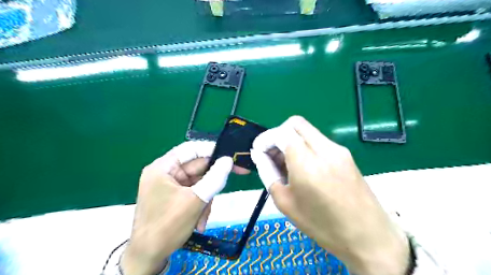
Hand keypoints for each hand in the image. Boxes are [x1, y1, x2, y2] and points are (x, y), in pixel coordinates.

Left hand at [121, 141, 238, 274]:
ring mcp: (170, 186)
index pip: (191, 149)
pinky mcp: (174, 197)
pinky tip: (199, 221)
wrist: (148, 257)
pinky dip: (200, 204)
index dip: (211, 150)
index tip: (230, 155)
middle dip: (211, 182)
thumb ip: (215, 178)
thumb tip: (228, 160)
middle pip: (197, 167)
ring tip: (204, 216)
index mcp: (163, 167)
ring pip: (199, 182)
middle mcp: (165, 173)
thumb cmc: (167, 226)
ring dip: (206, 198)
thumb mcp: (195, 200)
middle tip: (232, 180)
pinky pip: (194, 193)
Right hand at [251, 116, 408, 273]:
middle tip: (272, 154)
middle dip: (278, 134)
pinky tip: (304, 168)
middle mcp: (324, 148)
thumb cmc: (322, 225)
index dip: (265, 139)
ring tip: (286, 164)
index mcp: (307, 162)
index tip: (258, 151)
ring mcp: (338, 149)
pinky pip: (319, 141)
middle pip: (295, 124)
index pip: (280, 132)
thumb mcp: (285, 202)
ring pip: (307, 131)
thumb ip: (268, 173)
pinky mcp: (346, 155)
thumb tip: (260, 156)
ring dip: (292, 140)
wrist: (368, 237)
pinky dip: (305, 147)